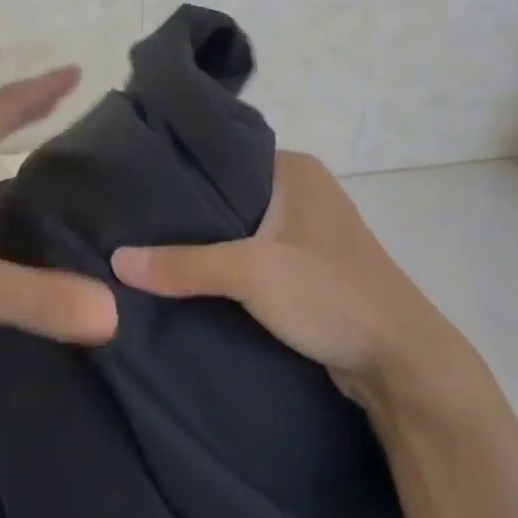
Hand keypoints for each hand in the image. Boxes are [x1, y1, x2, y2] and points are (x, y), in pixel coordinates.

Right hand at [112, 152, 476, 411]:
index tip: (130, 186)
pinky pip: (254, 257)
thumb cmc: (330, 295)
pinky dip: (226, 267)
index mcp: (295, 170)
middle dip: (186, 213)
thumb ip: (184, 264)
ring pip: (241, 229)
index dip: (178, 171)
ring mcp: (307, 232)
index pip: (222, 156)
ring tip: (147, 249)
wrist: (401, 362)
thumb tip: (116, 261)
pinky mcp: (308, 269)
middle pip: (228, 194)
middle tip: (130, 224)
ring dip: (206, 244)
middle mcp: (302, 191)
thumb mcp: (252, 273)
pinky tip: (187, 278)